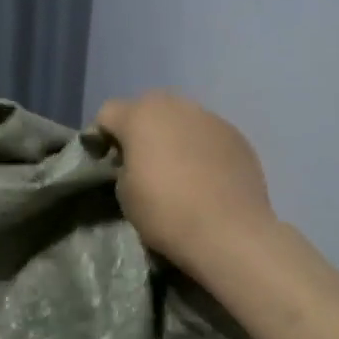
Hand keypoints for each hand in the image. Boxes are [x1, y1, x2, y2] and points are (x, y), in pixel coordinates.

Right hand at [94, 91, 276, 273]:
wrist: (229, 233)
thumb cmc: (165, 212)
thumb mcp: (124, 192)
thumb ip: (123, 164)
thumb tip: (135, 160)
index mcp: (140, 115)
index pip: (107, 113)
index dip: (101, 136)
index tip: (107, 163)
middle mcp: (175, 106)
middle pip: (147, 108)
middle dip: (140, 130)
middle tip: (142, 162)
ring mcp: (210, 117)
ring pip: (181, 118)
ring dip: (173, 136)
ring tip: (178, 169)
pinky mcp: (236, 135)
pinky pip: (208, 134)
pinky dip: (201, 148)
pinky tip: (206, 176)